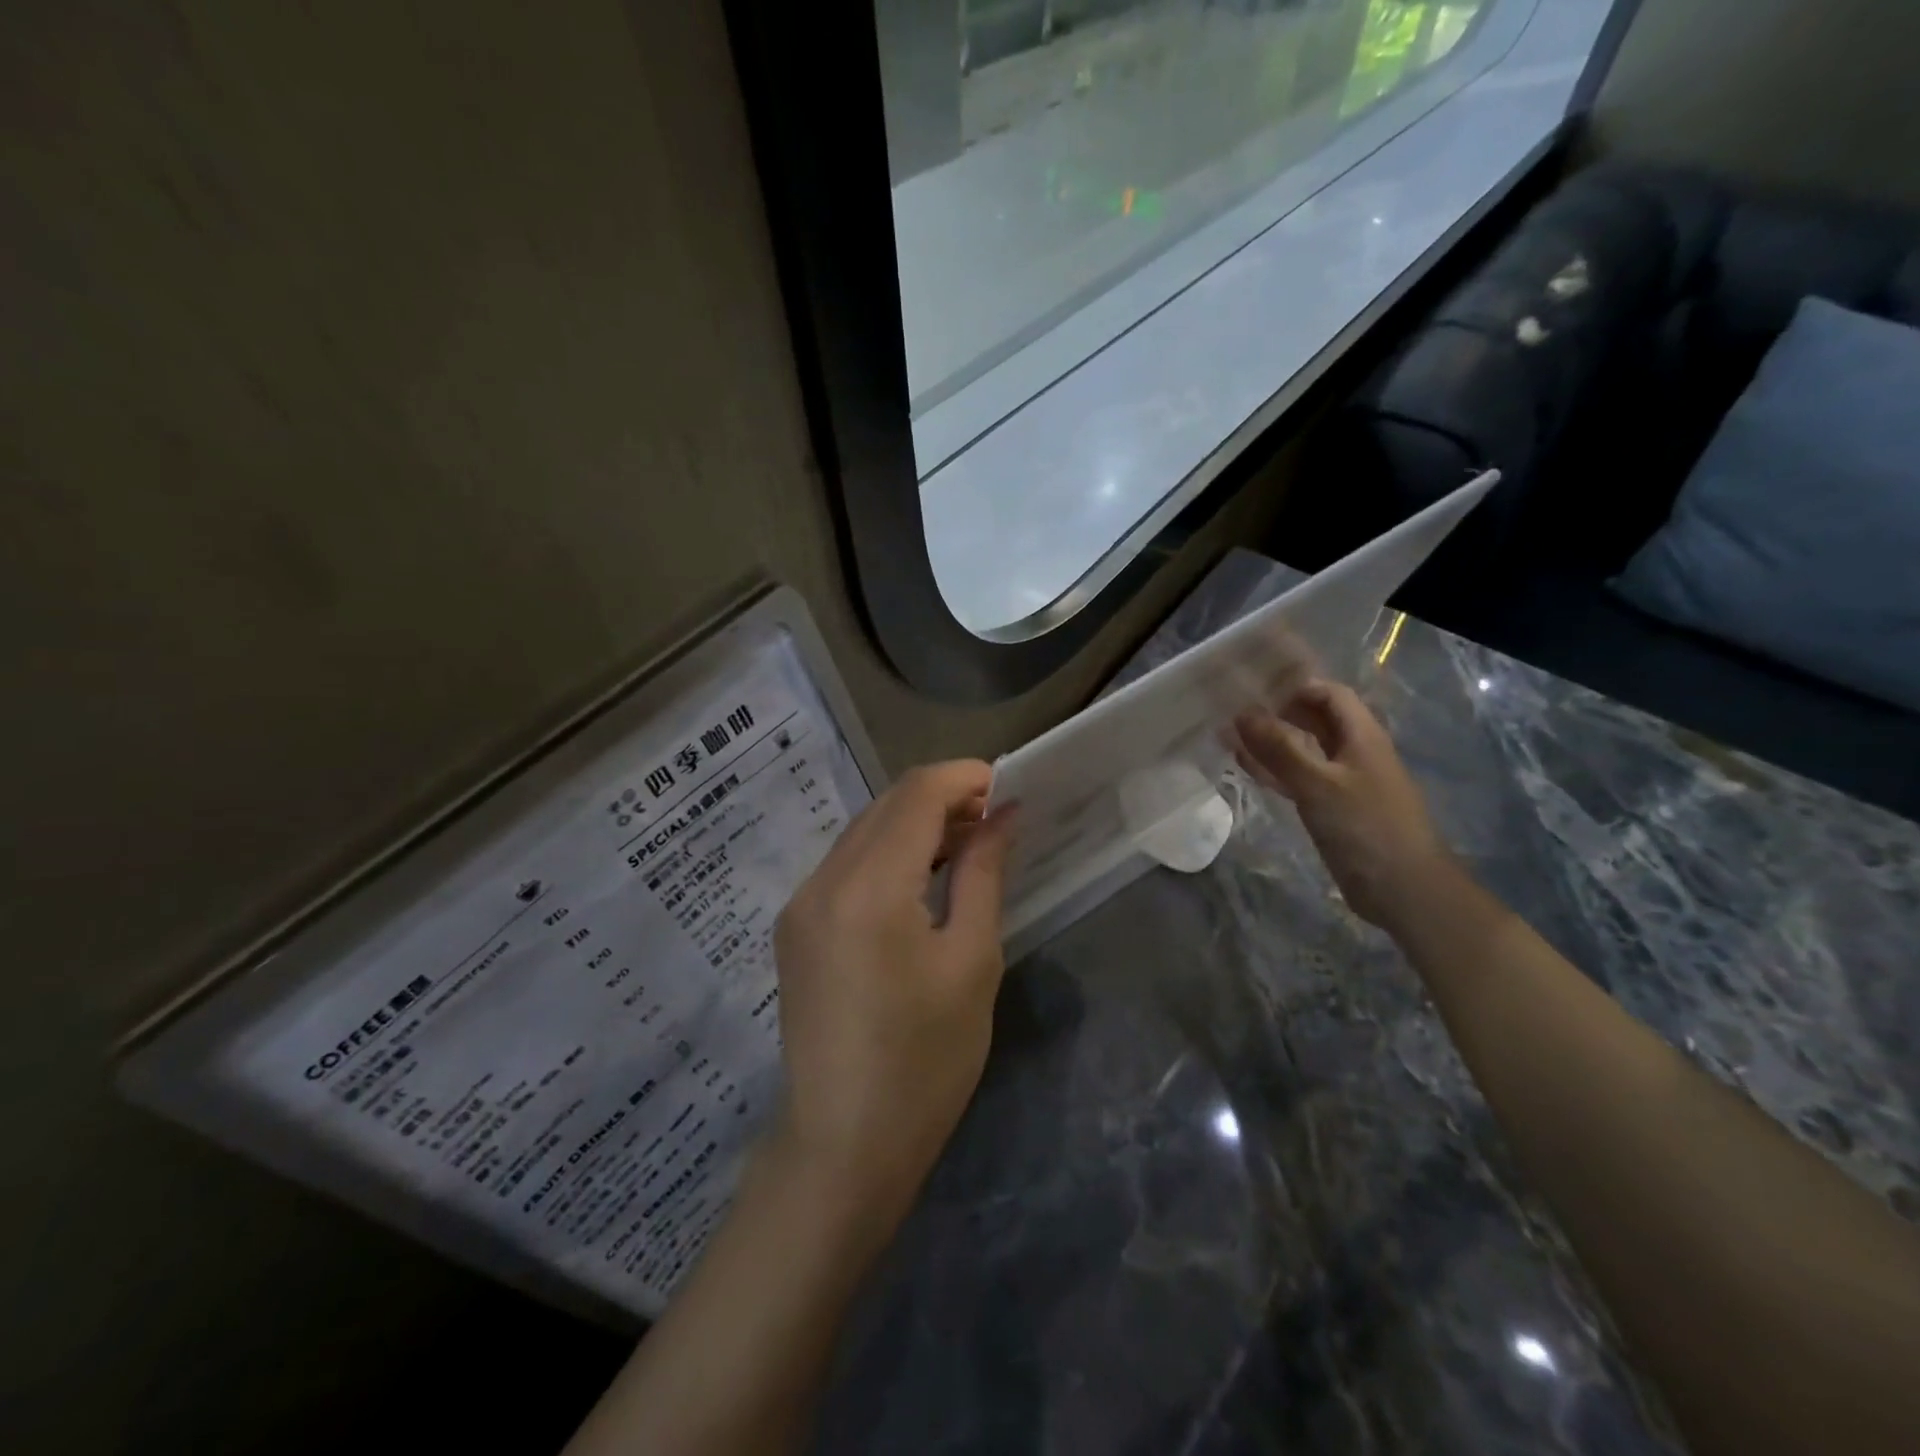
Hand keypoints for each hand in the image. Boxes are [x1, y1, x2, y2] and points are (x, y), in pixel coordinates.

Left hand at [770, 762, 1015, 1225]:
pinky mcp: (795, 928)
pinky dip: (888, 856)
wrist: (843, 1147)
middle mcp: (822, 881)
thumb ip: (983, 873)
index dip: (964, 778)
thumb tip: (1003, 816)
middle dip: (943, 798)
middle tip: (995, 821)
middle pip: (886, 805)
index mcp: (868, 887)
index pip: (916, 794)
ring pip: (864, 832)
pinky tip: (921, 881)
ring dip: (915, 825)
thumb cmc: (925, 1061)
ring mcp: (800, 904)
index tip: (1008, 788)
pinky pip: (846, 866)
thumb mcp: (972, 961)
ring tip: (967, 848)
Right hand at [1234, 680, 1451, 928]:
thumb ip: (1280, 748)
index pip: (1329, 694)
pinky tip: (1245, 767)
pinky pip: (1298, 778)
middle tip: (1231, 708)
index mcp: (1361, 736)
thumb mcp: (1319, 783)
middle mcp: (1353, 752)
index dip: (1295, 686)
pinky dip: (1273, 770)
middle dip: (1276, 712)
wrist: (1403, 889)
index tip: (1254, 687)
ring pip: (1302, 750)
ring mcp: (1342, 782)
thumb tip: (1242, 712)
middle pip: (1314, 720)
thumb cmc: (1366, 827)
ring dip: (1269, 742)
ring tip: (1228, 734)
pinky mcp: (1331, 809)